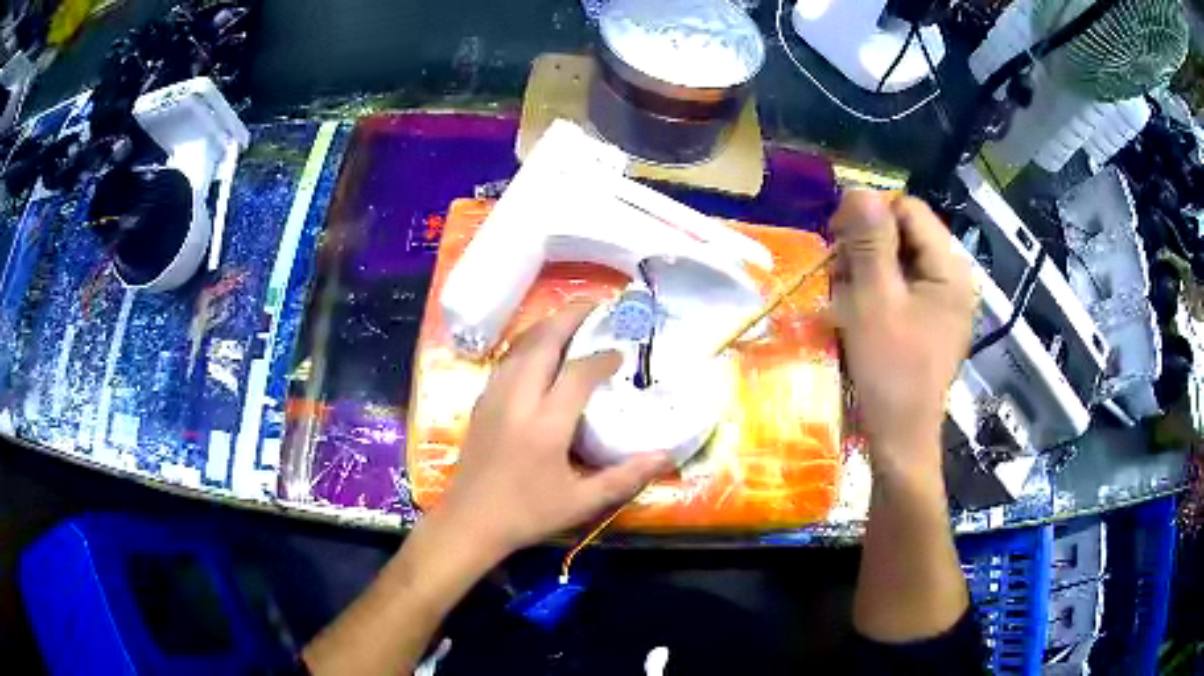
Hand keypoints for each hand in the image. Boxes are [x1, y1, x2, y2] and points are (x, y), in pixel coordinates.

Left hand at [434, 303, 671, 554]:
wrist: (470, 521)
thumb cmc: (527, 514)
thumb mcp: (581, 502)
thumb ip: (625, 478)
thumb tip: (665, 457)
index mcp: (545, 424)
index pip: (577, 374)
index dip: (602, 358)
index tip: (621, 353)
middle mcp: (518, 400)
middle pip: (542, 343)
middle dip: (569, 318)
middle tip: (595, 305)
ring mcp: (494, 398)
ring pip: (519, 347)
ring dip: (546, 326)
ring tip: (570, 318)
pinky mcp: (481, 403)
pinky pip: (506, 360)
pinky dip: (526, 344)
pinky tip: (537, 348)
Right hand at [831, 191, 974, 477]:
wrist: (899, 441)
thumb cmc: (890, 371)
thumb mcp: (874, 300)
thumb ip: (868, 241)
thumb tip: (858, 189)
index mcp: (950, 269)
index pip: (909, 210)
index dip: (870, 215)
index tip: (837, 241)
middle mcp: (952, 279)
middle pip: (904, 234)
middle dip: (866, 247)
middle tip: (838, 276)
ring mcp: (942, 303)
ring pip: (897, 260)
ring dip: (865, 271)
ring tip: (845, 301)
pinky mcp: (929, 322)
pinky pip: (899, 288)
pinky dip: (874, 293)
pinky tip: (856, 314)